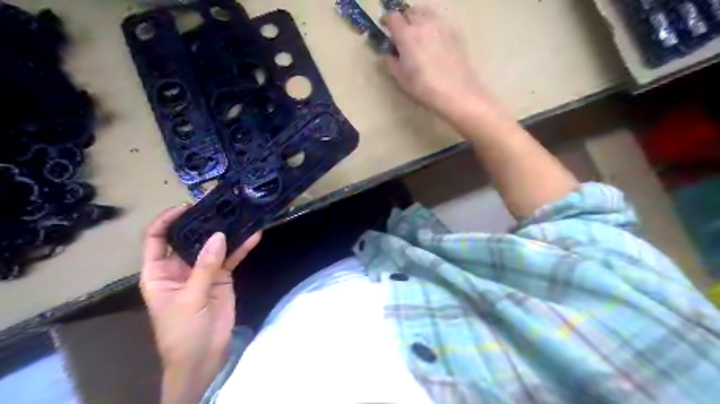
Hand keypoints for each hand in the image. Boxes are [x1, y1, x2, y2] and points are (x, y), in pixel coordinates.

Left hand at [141, 207, 261, 401]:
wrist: (204, 356)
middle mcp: (180, 267)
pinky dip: (242, 247)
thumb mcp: (190, 298)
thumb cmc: (183, 331)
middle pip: (189, 238)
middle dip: (203, 222)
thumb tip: (219, 236)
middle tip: (220, 205)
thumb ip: (205, 267)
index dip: (167, 221)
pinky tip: (253, 236)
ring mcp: (203, 270)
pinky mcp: (222, 277)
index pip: (157, 239)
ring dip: (226, 232)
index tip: (187, 207)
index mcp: (159, 272)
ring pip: (214, 246)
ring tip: (239, 215)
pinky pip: (231, 258)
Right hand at [382, 7, 488, 116]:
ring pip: (426, 13)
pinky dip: (433, 27)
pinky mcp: (455, 33)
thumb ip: (392, 62)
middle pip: (410, 11)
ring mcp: (441, 26)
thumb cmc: (424, 88)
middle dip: (403, 19)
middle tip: (401, 33)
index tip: (384, 28)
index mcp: (407, 35)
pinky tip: (434, 41)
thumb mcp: (401, 79)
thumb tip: (390, 54)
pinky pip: (440, 22)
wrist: (457, 92)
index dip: (386, 21)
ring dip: (419, 19)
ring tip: (418, 33)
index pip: (392, 17)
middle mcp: (423, 24)